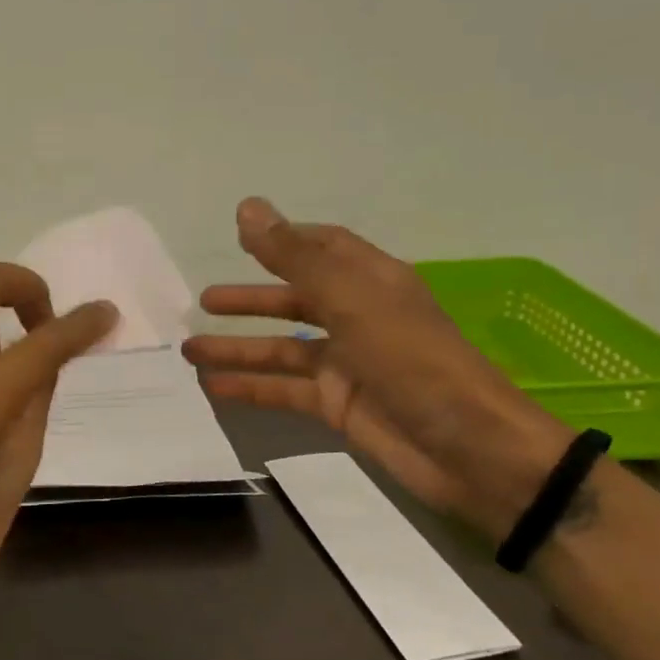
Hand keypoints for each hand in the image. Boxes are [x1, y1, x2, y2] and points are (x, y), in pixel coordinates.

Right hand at [183, 198, 571, 535]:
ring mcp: (347, 365)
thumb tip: (247, 208)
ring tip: (189, 350)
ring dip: (238, 348)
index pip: (325, 248)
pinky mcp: (337, 406)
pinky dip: (250, 389)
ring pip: (282, 349)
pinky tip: (213, 389)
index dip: (285, 240)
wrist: (470, 450)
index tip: (239, 238)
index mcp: (371, 283)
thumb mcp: (352, 301)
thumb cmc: (414, 362)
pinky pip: (284, 390)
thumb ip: (296, 257)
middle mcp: (357, 318)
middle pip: (295, 299)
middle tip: (203, 302)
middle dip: (250, 300)